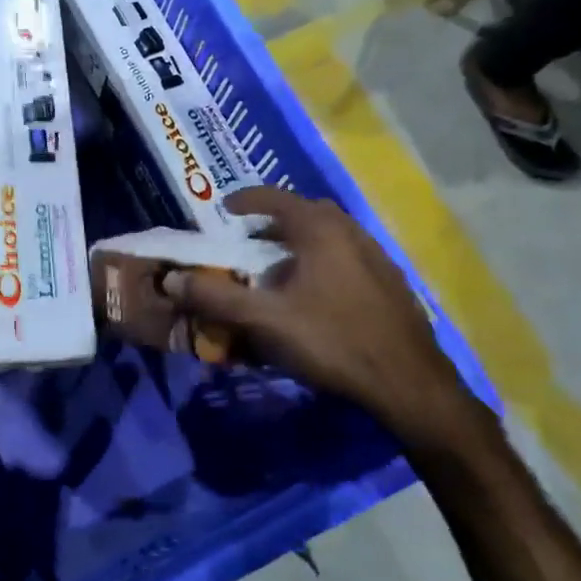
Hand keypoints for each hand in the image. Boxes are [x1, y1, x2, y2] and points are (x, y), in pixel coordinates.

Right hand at [165, 187, 479, 447]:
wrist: (408, 383)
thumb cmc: (332, 341)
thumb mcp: (265, 320)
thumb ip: (216, 297)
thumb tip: (172, 279)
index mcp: (321, 230)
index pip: (276, 198)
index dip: (246, 200)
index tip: (224, 209)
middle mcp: (351, 232)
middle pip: (305, 213)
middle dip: (273, 222)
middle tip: (249, 240)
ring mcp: (376, 256)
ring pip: (329, 235)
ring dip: (299, 242)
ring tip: (276, 269)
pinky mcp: (390, 282)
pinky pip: (346, 256)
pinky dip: (321, 261)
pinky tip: (313, 296)